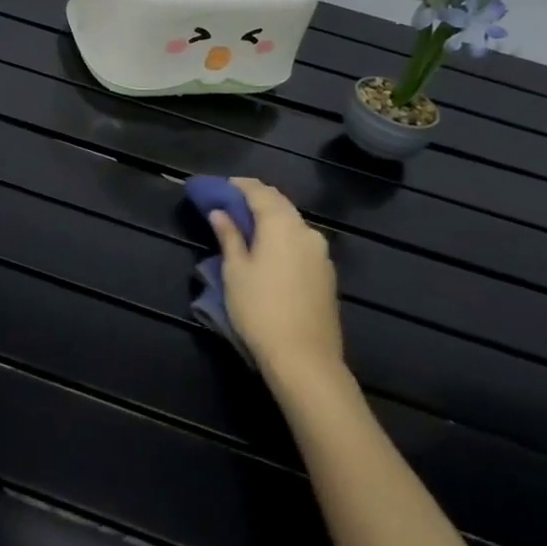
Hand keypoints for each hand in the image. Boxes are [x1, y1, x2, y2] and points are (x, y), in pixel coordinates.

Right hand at [207, 178, 342, 383]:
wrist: (305, 360)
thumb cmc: (260, 309)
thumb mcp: (235, 271)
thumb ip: (229, 236)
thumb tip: (220, 213)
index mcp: (281, 224)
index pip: (259, 191)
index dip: (239, 185)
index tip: (221, 186)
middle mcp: (306, 231)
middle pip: (279, 203)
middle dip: (256, 199)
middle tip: (232, 203)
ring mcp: (321, 253)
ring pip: (292, 223)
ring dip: (271, 218)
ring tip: (248, 226)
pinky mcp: (326, 274)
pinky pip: (301, 242)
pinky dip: (283, 236)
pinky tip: (270, 250)